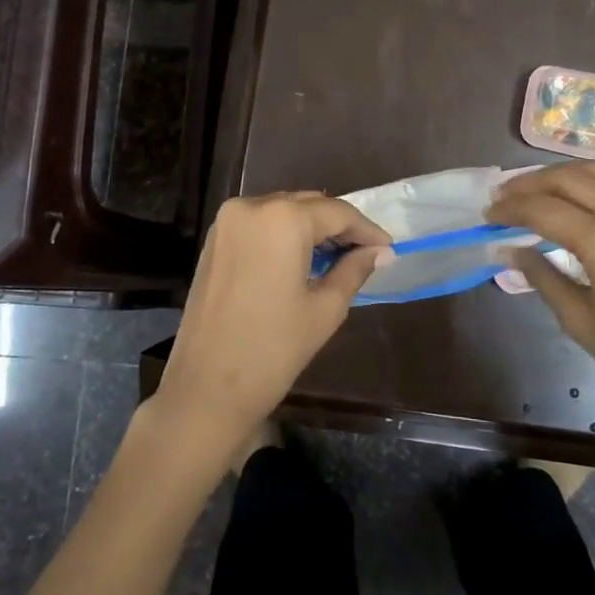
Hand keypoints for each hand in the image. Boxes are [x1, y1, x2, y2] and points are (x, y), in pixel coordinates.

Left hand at [153, 192, 389, 461]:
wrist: (206, 389)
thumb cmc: (273, 350)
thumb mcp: (325, 308)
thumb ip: (354, 269)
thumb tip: (380, 251)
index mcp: (283, 218)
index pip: (337, 212)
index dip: (366, 229)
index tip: (388, 247)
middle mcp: (252, 206)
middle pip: (309, 205)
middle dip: (339, 226)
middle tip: (367, 252)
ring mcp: (228, 220)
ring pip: (283, 210)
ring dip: (312, 227)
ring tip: (339, 255)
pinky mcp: (215, 238)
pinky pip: (260, 223)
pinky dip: (285, 233)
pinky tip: (303, 257)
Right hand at [487, 162, 594, 445]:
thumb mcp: (580, 321)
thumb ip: (542, 276)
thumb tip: (512, 249)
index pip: (543, 209)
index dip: (510, 209)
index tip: (487, 215)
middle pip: (570, 177)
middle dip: (531, 183)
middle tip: (505, 196)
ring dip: (564, 176)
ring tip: (538, 190)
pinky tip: (583, 206)